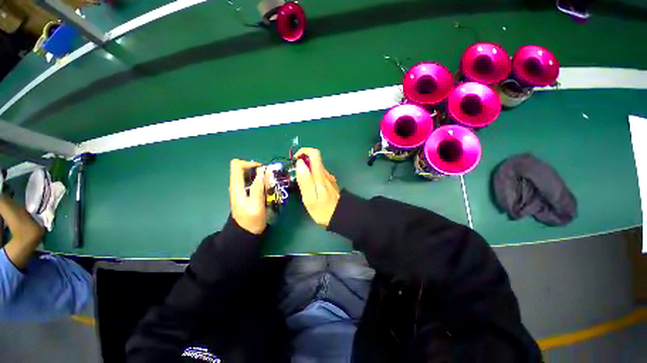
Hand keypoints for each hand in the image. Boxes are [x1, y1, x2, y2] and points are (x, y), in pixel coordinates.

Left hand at [229, 159, 266, 234]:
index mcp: (237, 187)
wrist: (245, 233)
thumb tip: (262, 170)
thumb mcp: (256, 204)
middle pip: (243, 168)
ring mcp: (240, 190)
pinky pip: (251, 181)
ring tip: (269, 182)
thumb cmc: (251, 220)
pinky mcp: (245, 193)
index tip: (262, 169)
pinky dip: (259, 181)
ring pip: (248, 174)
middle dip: (257, 169)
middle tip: (268, 177)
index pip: (237, 165)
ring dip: (259, 175)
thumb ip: (258, 187)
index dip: (249, 163)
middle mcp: (236, 186)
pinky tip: (266, 188)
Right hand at [294, 148, 339, 227]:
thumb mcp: (310, 198)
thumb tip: (300, 163)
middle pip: (314, 160)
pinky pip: (319, 175)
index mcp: (320, 175)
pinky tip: (311, 190)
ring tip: (304, 188)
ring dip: (307, 172)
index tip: (296, 160)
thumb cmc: (323, 210)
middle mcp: (326, 174)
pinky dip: (312, 177)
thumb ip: (305, 180)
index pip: (314, 153)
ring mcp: (330, 178)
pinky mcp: (331, 183)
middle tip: (297, 179)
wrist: (341, 217)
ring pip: (316, 168)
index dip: (304, 152)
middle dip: (303, 164)